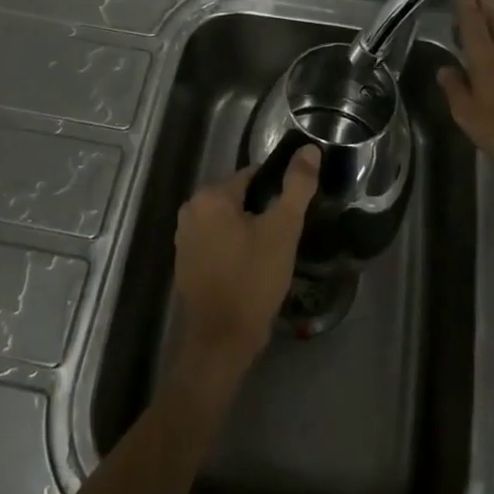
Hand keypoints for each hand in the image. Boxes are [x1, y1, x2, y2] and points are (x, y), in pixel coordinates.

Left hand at [173, 145, 320, 376]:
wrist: (220, 344)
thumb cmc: (252, 281)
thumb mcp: (282, 230)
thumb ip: (297, 186)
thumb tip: (309, 149)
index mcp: (210, 196)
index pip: (253, 176)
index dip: (277, 192)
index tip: (293, 213)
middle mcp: (191, 210)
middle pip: (239, 198)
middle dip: (263, 213)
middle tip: (285, 238)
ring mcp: (184, 238)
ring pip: (229, 221)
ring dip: (249, 231)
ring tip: (272, 255)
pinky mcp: (185, 263)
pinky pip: (217, 242)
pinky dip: (234, 248)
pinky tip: (252, 269)